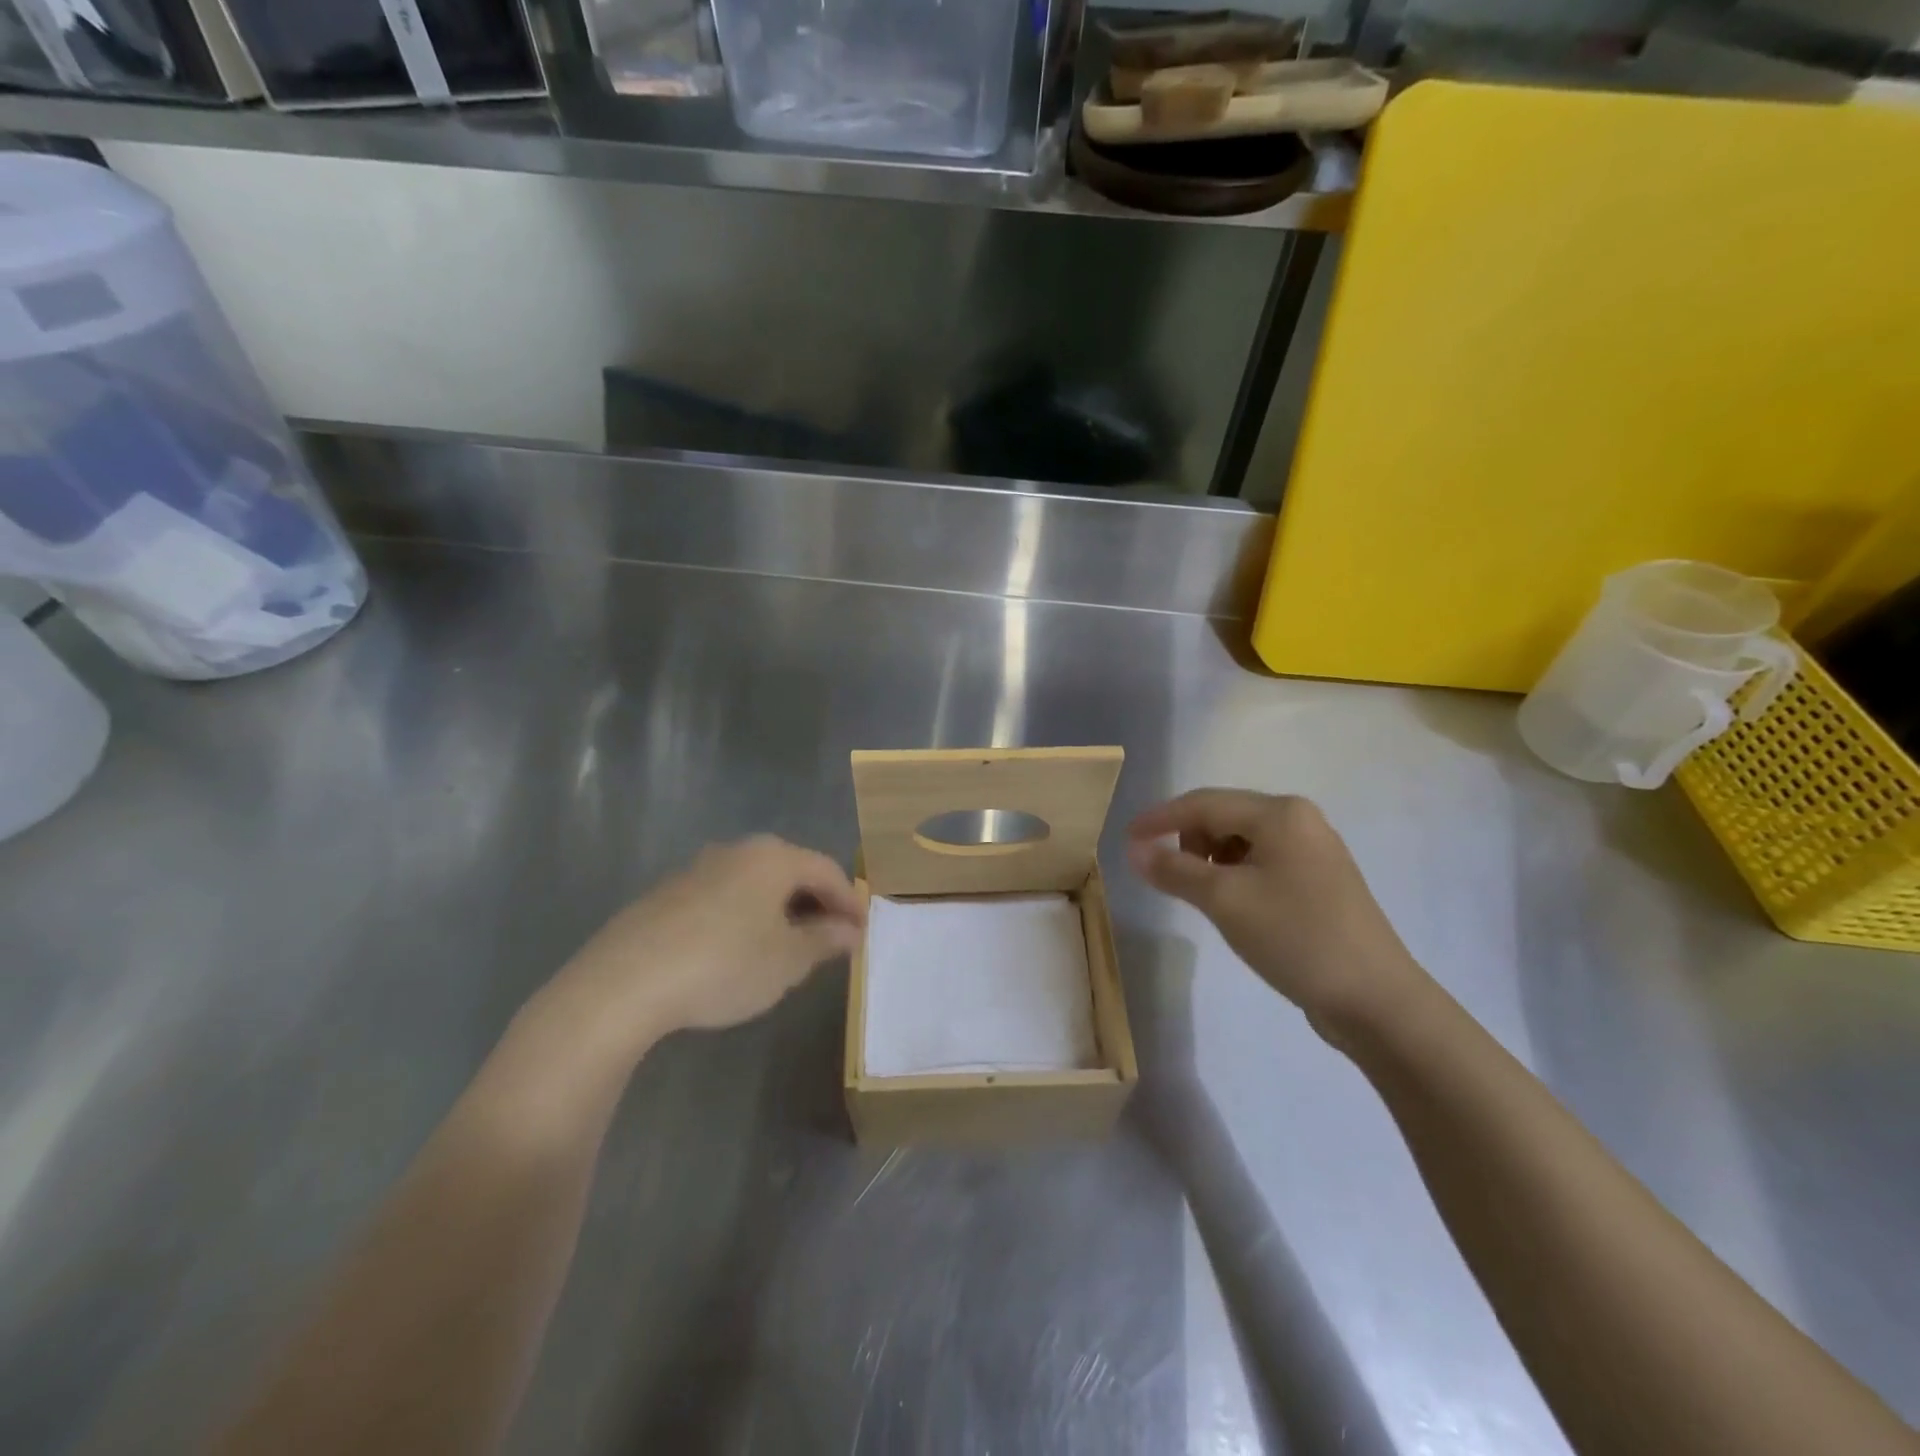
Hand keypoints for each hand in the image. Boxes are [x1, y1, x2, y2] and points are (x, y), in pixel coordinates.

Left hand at [542, 836, 865, 1058]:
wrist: (624, 982)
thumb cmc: (723, 964)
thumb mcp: (787, 960)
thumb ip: (825, 940)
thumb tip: (851, 930)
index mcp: (774, 858)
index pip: (828, 871)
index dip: (849, 901)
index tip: (861, 933)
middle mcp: (739, 850)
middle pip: (792, 870)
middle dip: (816, 903)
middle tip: (829, 938)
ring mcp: (699, 867)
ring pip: (756, 882)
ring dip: (780, 908)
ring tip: (787, 946)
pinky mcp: (668, 892)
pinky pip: (724, 895)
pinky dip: (745, 914)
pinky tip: (738, 948)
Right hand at [1128, 790, 1427, 1041]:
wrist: (1376, 999)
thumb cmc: (1295, 938)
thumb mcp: (1224, 901)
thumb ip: (1174, 869)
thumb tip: (1134, 850)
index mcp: (1279, 813)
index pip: (1203, 803)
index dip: (1159, 819)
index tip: (1125, 839)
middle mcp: (1300, 820)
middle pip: (1223, 816)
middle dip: (1188, 840)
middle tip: (1170, 876)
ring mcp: (1314, 850)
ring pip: (1242, 840)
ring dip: (1211, 859)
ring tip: (1203, 895)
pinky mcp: (1320, 881)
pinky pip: (1262, 862)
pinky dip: (1235, 875)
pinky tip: (1233, 904)